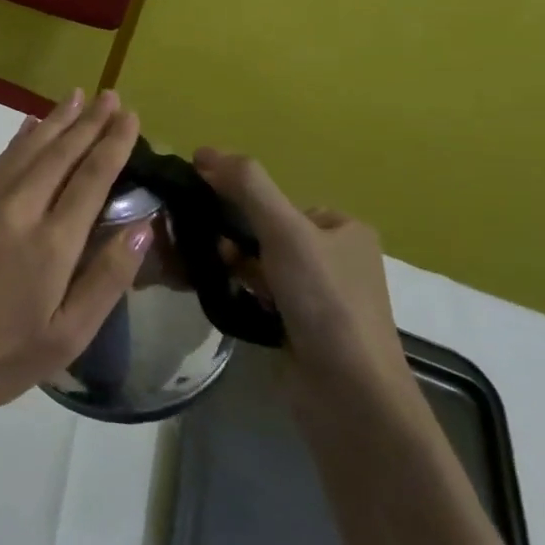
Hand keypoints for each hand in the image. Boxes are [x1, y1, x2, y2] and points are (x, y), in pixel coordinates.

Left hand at [0, 89, 150, 419]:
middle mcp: (19, 211)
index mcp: (51, 243)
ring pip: (27, 150)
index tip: (130, 117)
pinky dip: (19, 139)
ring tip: (77, 97)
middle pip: (59, 155)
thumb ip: (106, 279)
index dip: (112, 145)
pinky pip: (0, 162)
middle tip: (111, 96)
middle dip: (88, 122)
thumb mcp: (67, 335)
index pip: (90, 179)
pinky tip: (30, 126)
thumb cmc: (2, 355)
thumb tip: (142, 228)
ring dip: (54, 121)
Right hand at [192, 148, 413, 409]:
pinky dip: (234, 290)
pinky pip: (255, 294)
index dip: (236, 200)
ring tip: (198, 268)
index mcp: (343, 229)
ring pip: (256, 264)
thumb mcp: (285, 230)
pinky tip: (212, 292)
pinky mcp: (298, 327)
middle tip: (196, 243)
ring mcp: (317, 296)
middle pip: (263, 231)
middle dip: (228, 235)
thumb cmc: (323, 300)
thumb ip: (247, 186)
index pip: (275, 200)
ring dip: (228, 264)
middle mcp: (334, 258)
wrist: (347, 393)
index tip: (199, 206)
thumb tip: (203, 151)